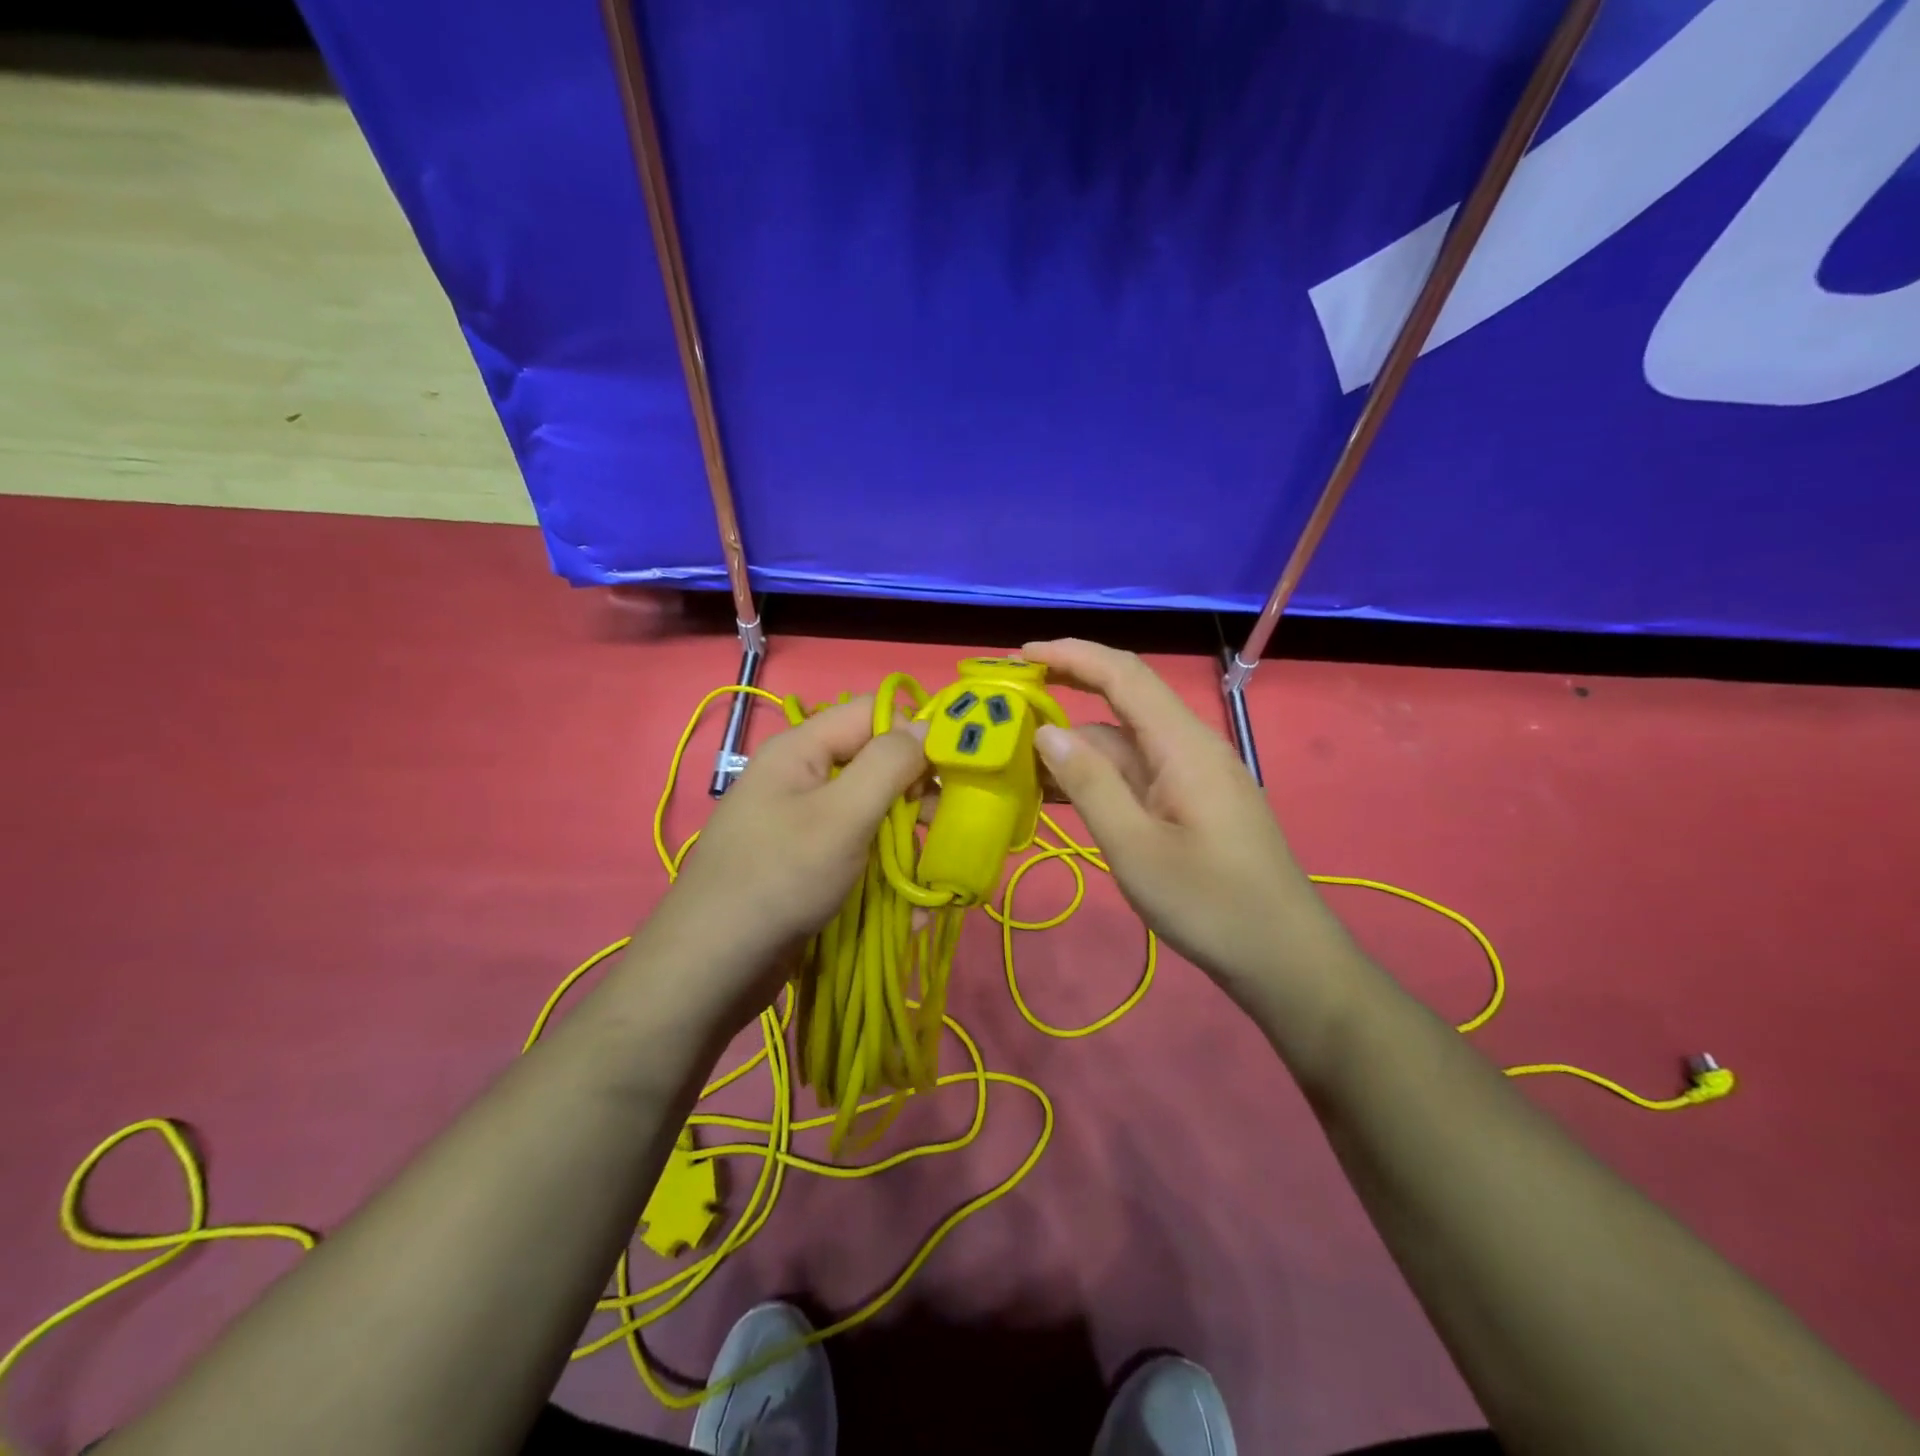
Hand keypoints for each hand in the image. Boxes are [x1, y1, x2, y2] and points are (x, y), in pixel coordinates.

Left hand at [630, 697, 927, 1027]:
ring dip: (908, 838)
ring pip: (873, 811)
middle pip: (877, 763)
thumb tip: (928, 724)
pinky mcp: (809, 863)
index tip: (958, 767)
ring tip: (936, 872)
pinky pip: (859, 851)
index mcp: (804, 749)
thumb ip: (889, 764)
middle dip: (918, 791)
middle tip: (947, 824)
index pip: (874, 713)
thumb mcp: (842, 814)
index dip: (918, 730)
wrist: (712, 967)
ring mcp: (805, 823)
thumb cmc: (780, 878)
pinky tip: (912, 906)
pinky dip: (887, 871)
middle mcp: (804, 777)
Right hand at [1023, 639, 1358, 1016]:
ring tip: (1018, 757)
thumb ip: (1089, 785)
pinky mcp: (1190, 803)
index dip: (1072, 655)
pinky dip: (1096, 775)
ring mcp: (1191, 776)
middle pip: (1123, 700)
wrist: (1283, 957)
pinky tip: (1060, 793)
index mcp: (1182, 745)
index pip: (1123, 675)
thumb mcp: (1135, 848)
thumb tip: (1045, 731)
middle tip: (1010, 699)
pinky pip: (1136, 773)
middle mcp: (1189, 747)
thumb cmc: (1210, 904)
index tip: (1020, 654)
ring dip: (1075, 744)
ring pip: (1125, 743)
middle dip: (1067, 690)